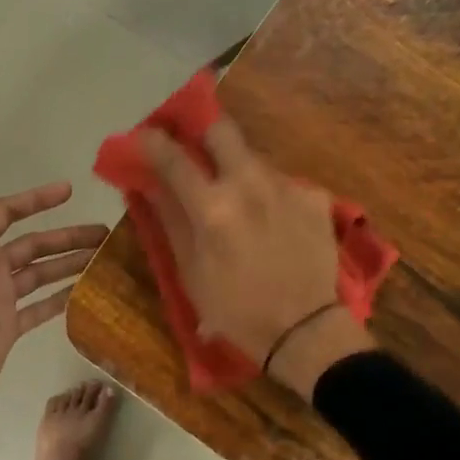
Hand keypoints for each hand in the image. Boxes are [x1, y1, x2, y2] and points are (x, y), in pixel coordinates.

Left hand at [0, 168, 108, 439]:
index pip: (8, 213)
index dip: (36, 200)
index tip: (69, 190)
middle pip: (34, 244)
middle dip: (67, 237)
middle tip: (104, 233)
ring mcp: (2, 297)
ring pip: (42, 274)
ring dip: (70, 264)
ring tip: (104, 259)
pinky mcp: (11, 324)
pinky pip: (42, 306)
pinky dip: (62, 299)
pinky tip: (87, 293)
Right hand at [141, 116, 373, 398]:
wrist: (305, 330)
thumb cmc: (236, 310)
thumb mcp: (191, 272)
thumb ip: (171, 221)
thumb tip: (150, 186)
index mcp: (212, 207)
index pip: (173, 158)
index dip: (152, 142)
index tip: (143, 137)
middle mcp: (250, 184)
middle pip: (222, 129)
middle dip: (203, 133)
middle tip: (196, 152)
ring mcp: (287, 187)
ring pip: (254, 158)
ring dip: (238, 170)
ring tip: (239, 203)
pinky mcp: (316, 198)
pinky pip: (282, 183)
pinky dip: (270, 196)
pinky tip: (273, 224)